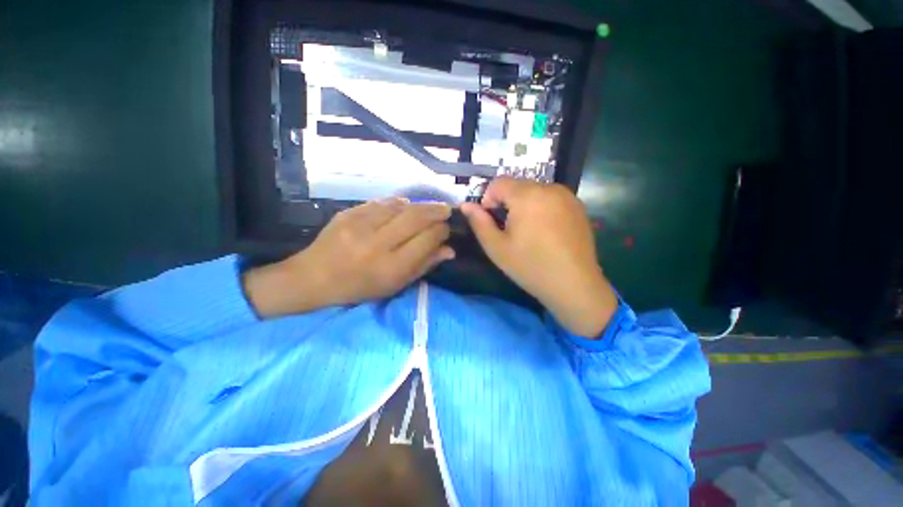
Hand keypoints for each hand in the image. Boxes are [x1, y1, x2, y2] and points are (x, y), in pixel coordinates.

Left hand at [244, 199, 453, 316]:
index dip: (442, 231)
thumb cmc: (359, 287)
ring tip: (428, 208)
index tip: (447, 230)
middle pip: (417, 217)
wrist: (314, 277)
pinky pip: (383, 202)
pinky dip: (399, 203)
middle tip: (446, 210)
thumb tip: (449, 249)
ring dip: (420, 205)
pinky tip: (404, 207)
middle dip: (437, 211)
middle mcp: (377, 243)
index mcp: (390, 266)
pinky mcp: (349, 212)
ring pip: (401, 205)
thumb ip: (424, 265)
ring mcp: (360, 224)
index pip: (427, 239)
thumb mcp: (395, 284)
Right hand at [461, 178, 616, 336]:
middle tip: (508, 228)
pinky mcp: (578, 206)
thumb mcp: (497, 247)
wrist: (574, 285)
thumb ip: (479, 223)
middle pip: (517, 185)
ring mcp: (567, 196)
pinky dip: (541, 207)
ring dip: (524, 204)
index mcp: (527, 196)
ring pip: (535, 190)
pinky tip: (545, 231)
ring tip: (527, 231)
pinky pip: (551, 198)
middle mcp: (549, 188)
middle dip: (507, 202)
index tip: (491, 220)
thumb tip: (466, 205)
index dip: (488, 198)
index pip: (499, 182)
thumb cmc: (530, 267)